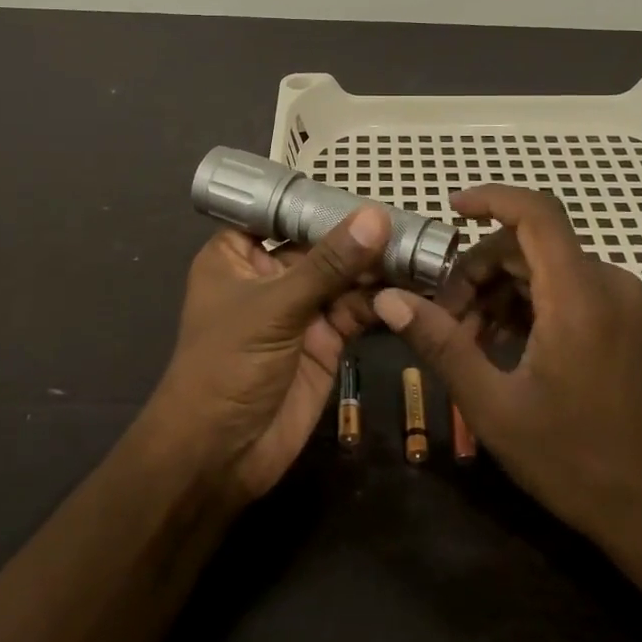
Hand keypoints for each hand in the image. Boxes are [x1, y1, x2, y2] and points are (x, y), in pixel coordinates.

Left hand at [143, 206, 387, 502]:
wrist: (220, 456)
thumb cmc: (227, 365)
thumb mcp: (275, 306)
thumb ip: (329, 264)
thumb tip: (376, 216)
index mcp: (237, 255)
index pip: (280, 213)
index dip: (319, 201)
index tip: (366, 185)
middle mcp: (270, 276)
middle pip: (320, 244)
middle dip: (360, 234)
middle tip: (409, 218)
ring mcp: (299, 309)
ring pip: (343, 277)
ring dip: (377, 266)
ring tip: (420, 248)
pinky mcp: (325, 341)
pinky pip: (357, 310)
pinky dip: (382, 300)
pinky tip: (414, 285)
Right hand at [373, 186, 641, 544]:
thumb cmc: (572, 459)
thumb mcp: (493, 405)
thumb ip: (441, 343)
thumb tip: (389, 299)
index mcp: (580, 297)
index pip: (536, 212)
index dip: (491, 199)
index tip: (449, 210)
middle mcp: (609, 283)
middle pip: (531, 243)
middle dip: (479, 268)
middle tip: (444, 317)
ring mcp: (623, 300)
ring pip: (546, 265)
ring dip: (500, 288)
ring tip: (469, 339)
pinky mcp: (626, 317)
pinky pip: (567, 286)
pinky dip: (528, 301)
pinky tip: (502, 343)